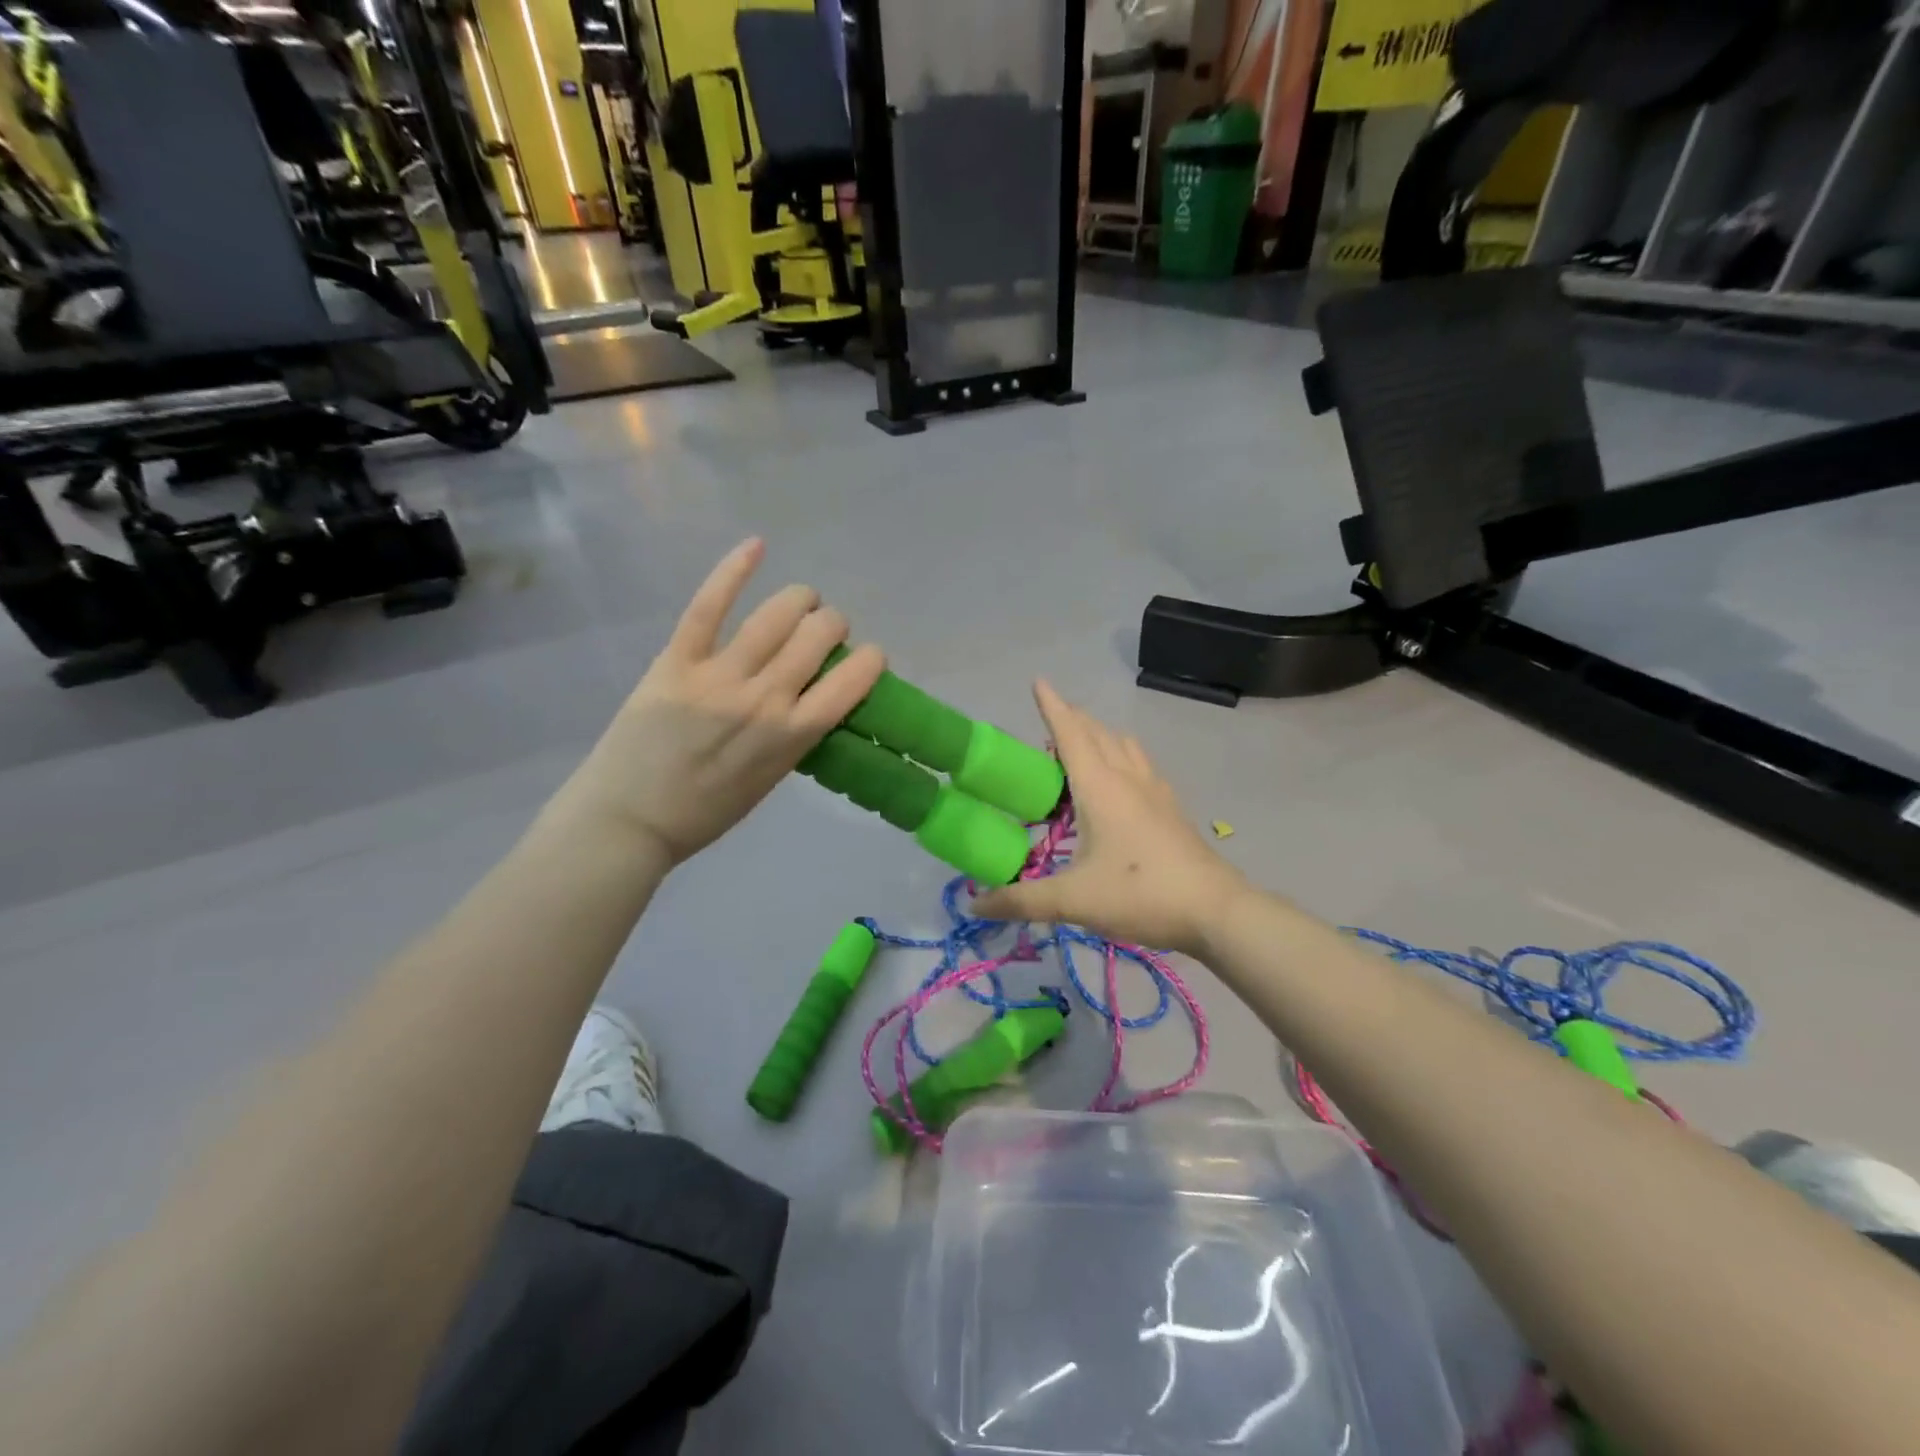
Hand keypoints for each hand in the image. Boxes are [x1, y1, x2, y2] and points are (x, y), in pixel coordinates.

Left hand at [569, 539, 884, 864]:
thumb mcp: (771, 779)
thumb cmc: (706, 811)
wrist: (630, 820)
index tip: (866, 658)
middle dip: (833, 624)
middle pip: (818, 634)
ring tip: (802, 602)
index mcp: (794, 734)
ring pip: (776, 615)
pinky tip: (756, 546)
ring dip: (801, 600)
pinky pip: (709, 607)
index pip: (854, 679)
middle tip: (824, 632)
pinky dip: (734, 570)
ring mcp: (720, 675)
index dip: (871, 659)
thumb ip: (796, 734)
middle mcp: (766, 697)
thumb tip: (813, 695)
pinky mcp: (677, 661)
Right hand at [973, 681, 1247, 955]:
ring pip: (1123, 745)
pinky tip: (1121, 780)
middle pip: (1097, 732)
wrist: (1216, 910)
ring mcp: (1154, 791)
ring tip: (1080, 745)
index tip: (1038, 680)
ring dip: (1099, 734)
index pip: (1070, 734)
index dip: (1052, 706)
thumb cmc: (1140, 894)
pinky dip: (1121, 755)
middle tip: (1048, 720)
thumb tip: (976, 906)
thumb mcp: (1073, 900)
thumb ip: (1022, 901)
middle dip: (1072, 718)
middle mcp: (1127, 778)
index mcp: (1100, 787)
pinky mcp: (1170, 808)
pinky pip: (1140, 764)